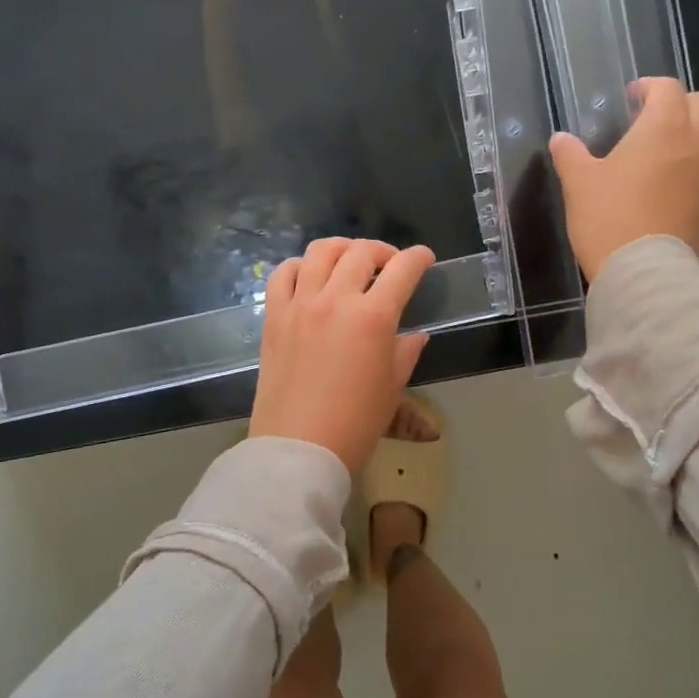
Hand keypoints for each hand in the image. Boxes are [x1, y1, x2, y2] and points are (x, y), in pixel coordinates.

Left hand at [249, 237, 435, 473]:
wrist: (299, 448)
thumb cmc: (356, 423)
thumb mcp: (392, 387)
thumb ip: (406, 352)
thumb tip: (416, 334)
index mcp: (373, 317)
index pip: (402, 270)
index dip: (418, 258)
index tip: (424, 258)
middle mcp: (336, 300)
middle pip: (361, 252)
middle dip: (382, 251)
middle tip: (389, 265)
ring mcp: (300, 304)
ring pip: (320, 252)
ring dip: (341, 249)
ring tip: (350, 262)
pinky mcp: (274, 316)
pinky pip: (283, 274)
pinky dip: (300, 266)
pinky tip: (310, 276)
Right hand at [548, 77, 698, 281]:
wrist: (646, 272)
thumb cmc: (609, 218)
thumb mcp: (579, 184)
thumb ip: (570, 155)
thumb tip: (560, 139)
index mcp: (664, 127)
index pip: (667, 88)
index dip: (649, 87)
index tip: (632, 96)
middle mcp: (697, 143)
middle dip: (680, 104)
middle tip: (653, 119)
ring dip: (694, 135)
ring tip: (665, 152)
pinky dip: (695, 170)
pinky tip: (670, 189)